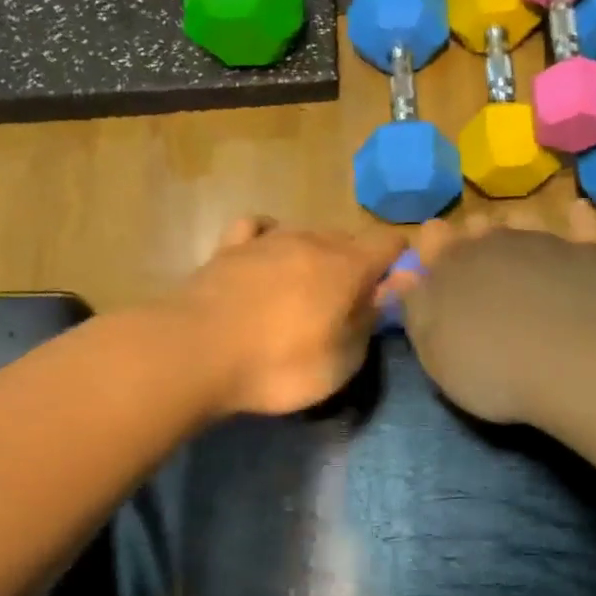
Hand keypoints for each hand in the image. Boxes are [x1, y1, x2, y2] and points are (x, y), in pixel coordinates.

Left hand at [173, 216, 406, 415]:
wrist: (195, 354)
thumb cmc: (279, 365)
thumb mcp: (342, 360)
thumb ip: (370, 318)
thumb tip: (395, 286)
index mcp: (346, 265)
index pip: (389, 243)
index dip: (401, 261)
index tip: (396, 289)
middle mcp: (310, 240)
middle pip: (348, 238)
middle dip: (356, 264)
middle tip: (348, 305)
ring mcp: (266, 240)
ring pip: (305, 234)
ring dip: (315, 256)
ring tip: (305, 291)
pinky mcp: (228, 248)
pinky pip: (257, 229)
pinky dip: (269, 239)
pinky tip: (265, 256)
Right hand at [396, 203, 595, 423]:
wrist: (576, 367)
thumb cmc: (494, 371)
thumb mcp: (436, 354)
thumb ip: (416, 311)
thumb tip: (400, 276)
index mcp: (451, 266)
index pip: (433, 240)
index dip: (433, 247)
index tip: (435, 260)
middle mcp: (495, 242)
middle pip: (478, 229)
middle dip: (475, 240)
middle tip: (480, 266)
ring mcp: (545, 242)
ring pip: (524, 221)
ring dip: (517, 229)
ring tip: (520, 250)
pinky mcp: (589, 253)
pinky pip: (582, 225)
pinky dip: (577, 220)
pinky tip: (577, 213)